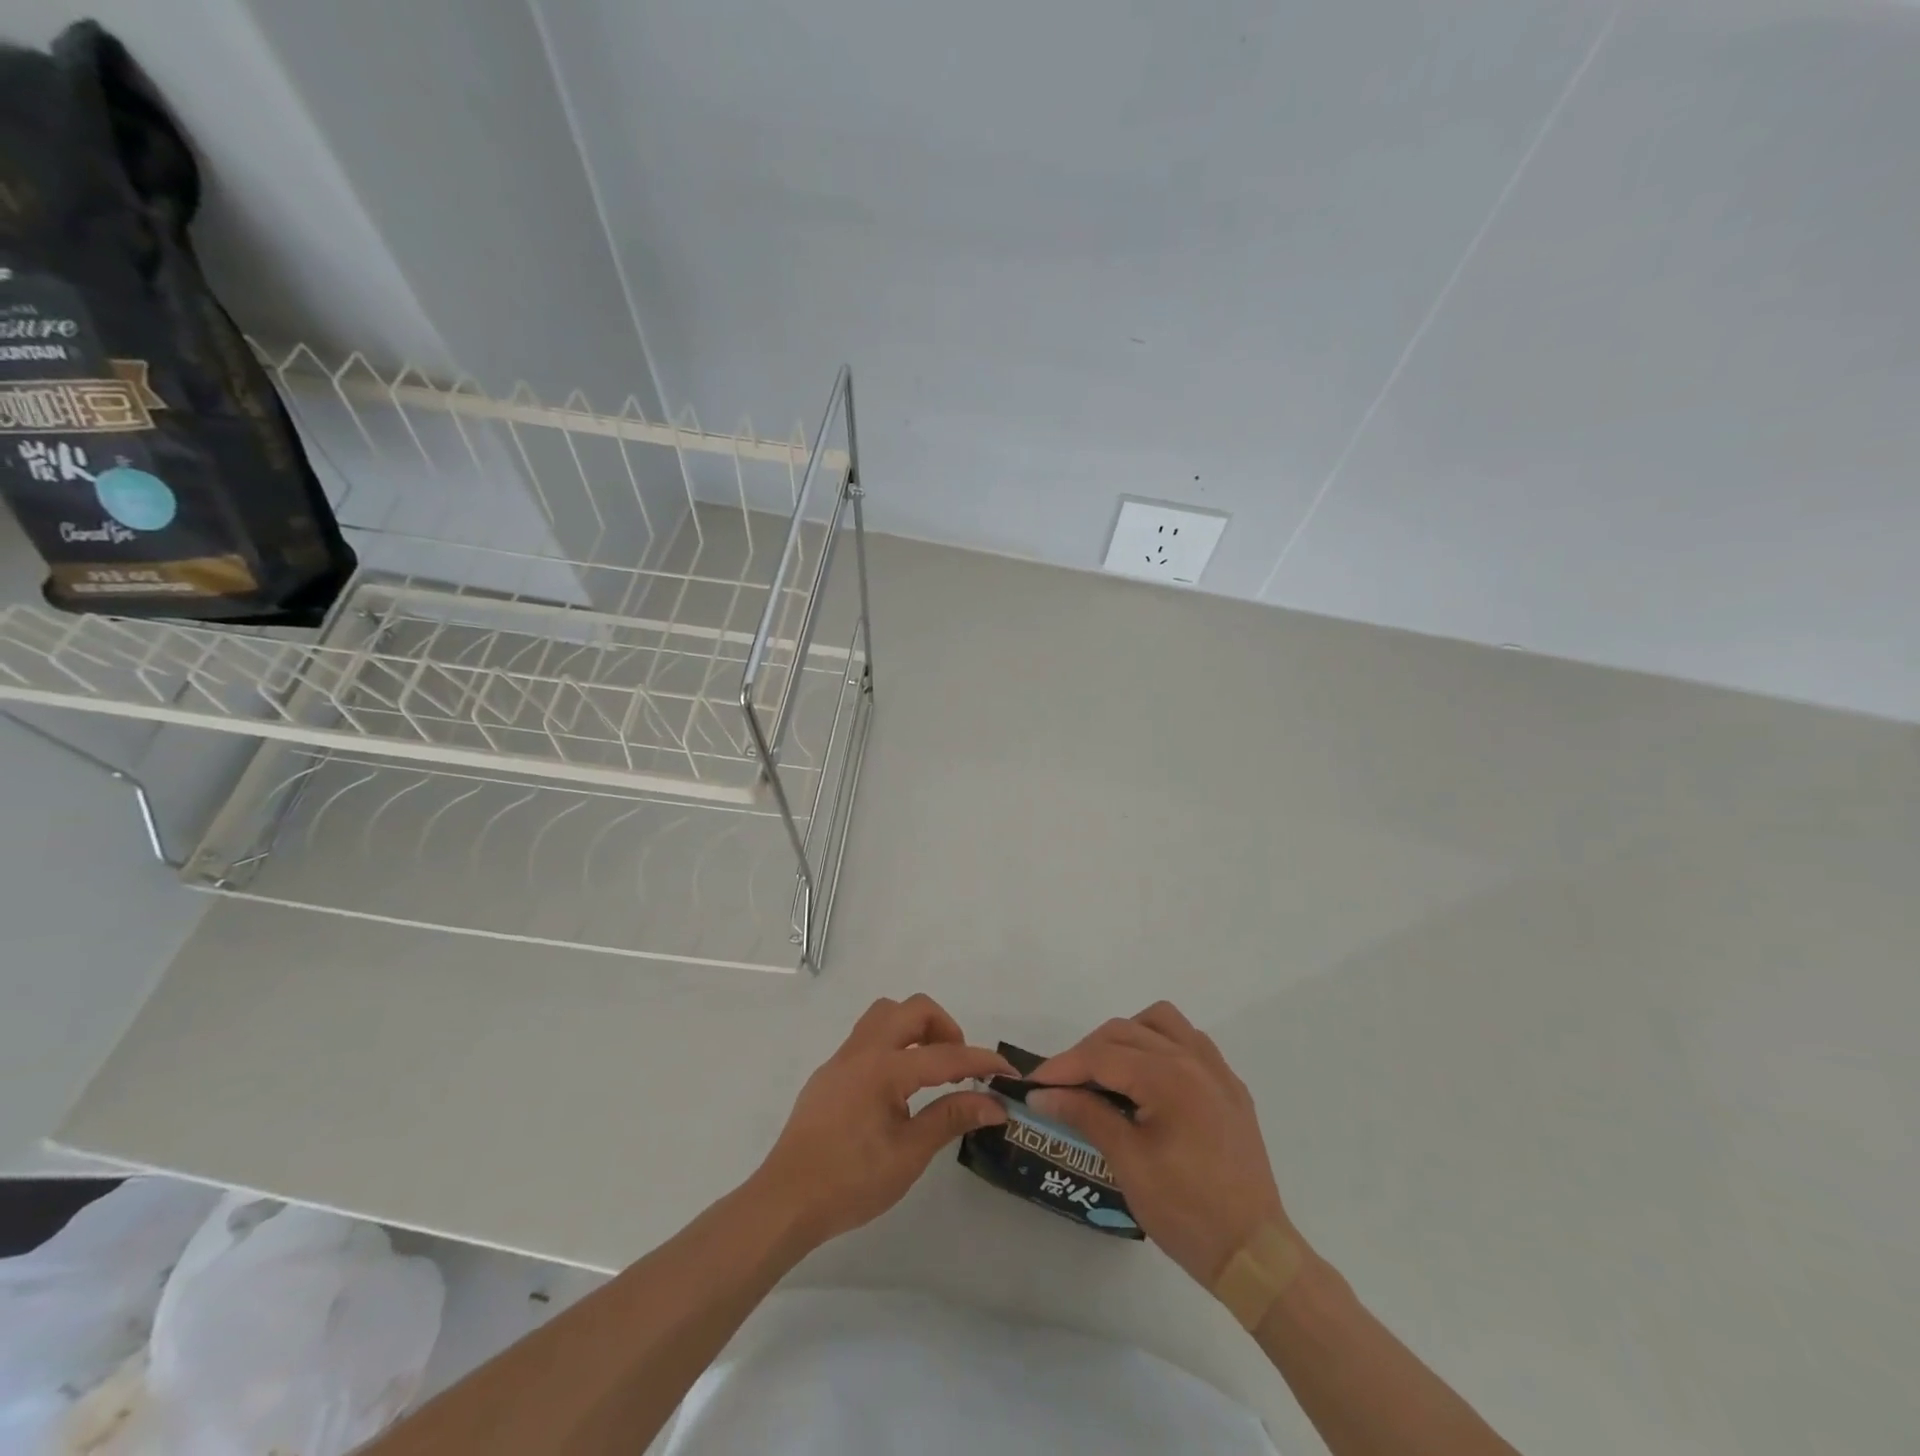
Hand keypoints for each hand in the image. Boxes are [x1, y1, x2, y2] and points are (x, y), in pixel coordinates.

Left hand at [755, 994, 1012, 1248]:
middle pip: (912, 1010)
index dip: (980, 1062)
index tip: (1008, 1071)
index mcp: (883, 1068)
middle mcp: (862, 1051)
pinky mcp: (830, 1074)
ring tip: (931, 1069)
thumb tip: (993, 1104)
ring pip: (885, 1015)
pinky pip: (868, 1037)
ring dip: (915, 1029)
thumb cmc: (850, 1181)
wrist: (786, 1201)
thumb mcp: (908, 1154)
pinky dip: (893, 1044)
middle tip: (959, 1065)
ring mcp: (841, 1059)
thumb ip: (950, 1118)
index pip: (943, 1055)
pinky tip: (898, 1088)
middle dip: (944, 1027)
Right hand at [1030, 1002, 1290, 1286]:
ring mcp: (1216, 1071)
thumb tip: (1042, 1094)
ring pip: (1159, 1023)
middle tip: (1062, 1086)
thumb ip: (1085, 1115)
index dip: (1062, 1067)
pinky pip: (1188, 1042)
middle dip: (1087, 1052)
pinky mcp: (1229, 1087)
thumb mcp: (1128, 1163)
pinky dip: (1159, 1046)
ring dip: (1126, 1037)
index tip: (1033, 1084)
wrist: (1254, 1254)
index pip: (1102, 1055)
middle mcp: (1194, 1059)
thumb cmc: (1187, 1211)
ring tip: (1107, 1073)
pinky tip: (1147, 1080)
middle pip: (1125, 1031)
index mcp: (1169, 1076)